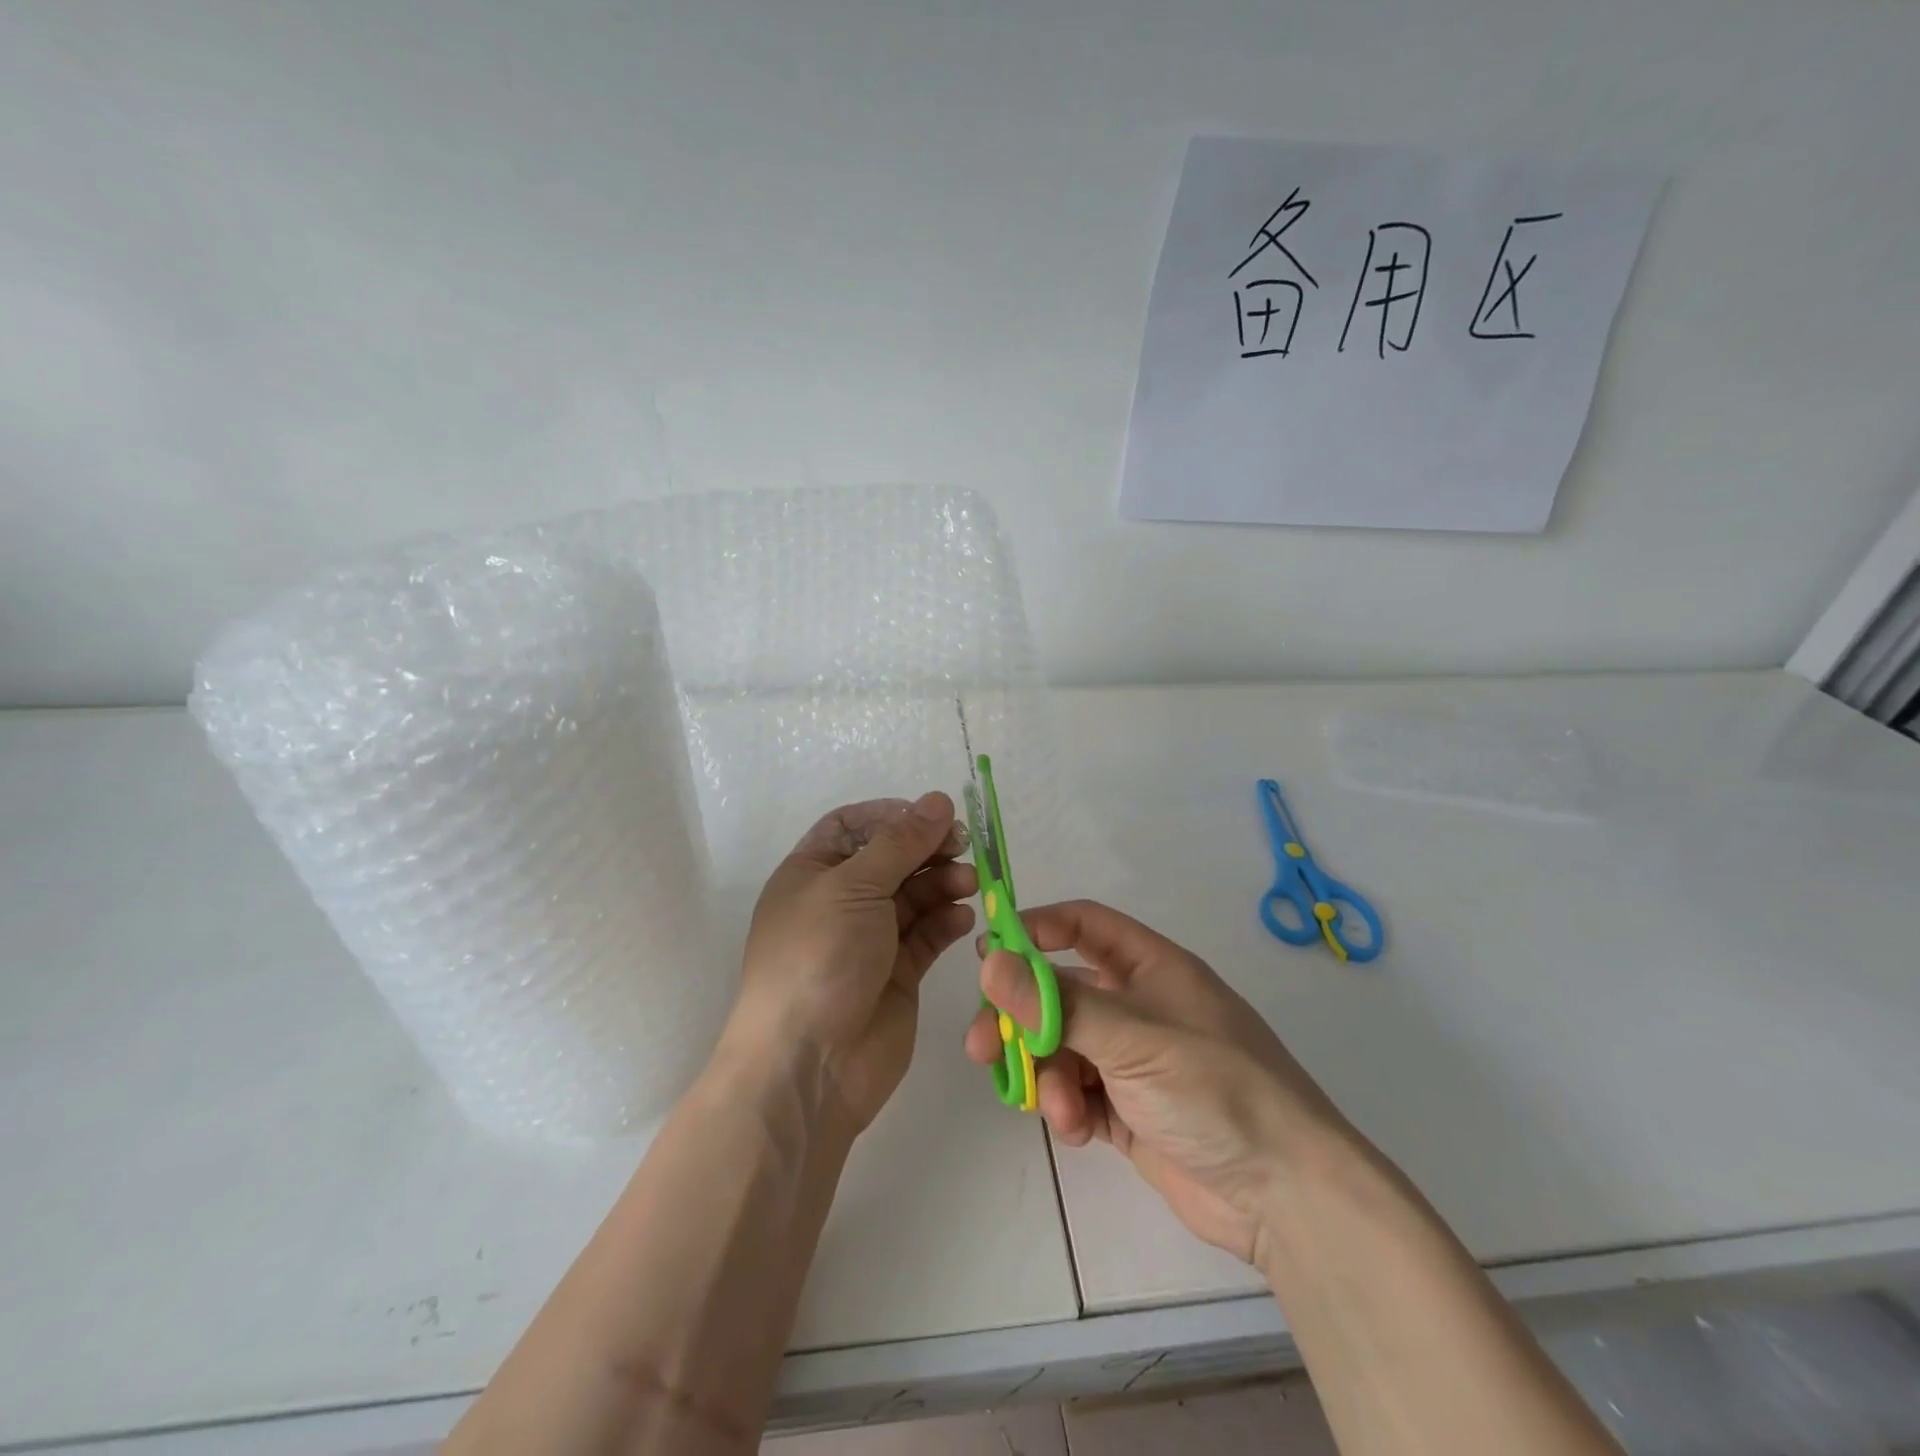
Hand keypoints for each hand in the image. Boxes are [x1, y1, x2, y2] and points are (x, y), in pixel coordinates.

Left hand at [731, 793, 975, 1130]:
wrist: (809, 1064)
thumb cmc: (819, 957)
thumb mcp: (854, 887)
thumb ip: (901, 843)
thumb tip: (938, 799)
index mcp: (812, 873)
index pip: (852, 827)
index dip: (891, 816)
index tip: (931, 815)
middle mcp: (839, 902)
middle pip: (890, 859)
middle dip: (925, 848)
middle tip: (963, 845)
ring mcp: (869, 940)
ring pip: (913, 896)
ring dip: (941, 882)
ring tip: (968, 881)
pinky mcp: (897, 974)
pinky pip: (926, 935)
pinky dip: (945, 921)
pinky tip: (963, 917)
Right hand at [965, 900, 1350, 1265]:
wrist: (1285, 1196)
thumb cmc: (1215, 1089)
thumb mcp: (1134, 1037)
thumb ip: (1058, 1003)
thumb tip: (990, 962)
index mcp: (1151, 968)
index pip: (1084, 925)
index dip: (1038, 928)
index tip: (990, 949)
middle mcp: (1139, 1006)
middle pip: (1060, 992)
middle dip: (1022, 1018)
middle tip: (983, 1044)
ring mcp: (1133, 1060)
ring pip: (1063, 1048)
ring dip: (1048, 1073)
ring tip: (1053, 1107)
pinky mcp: (1129, 1111)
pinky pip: (1078, 1093)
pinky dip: (1069, 1108)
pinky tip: (1078, 1130)